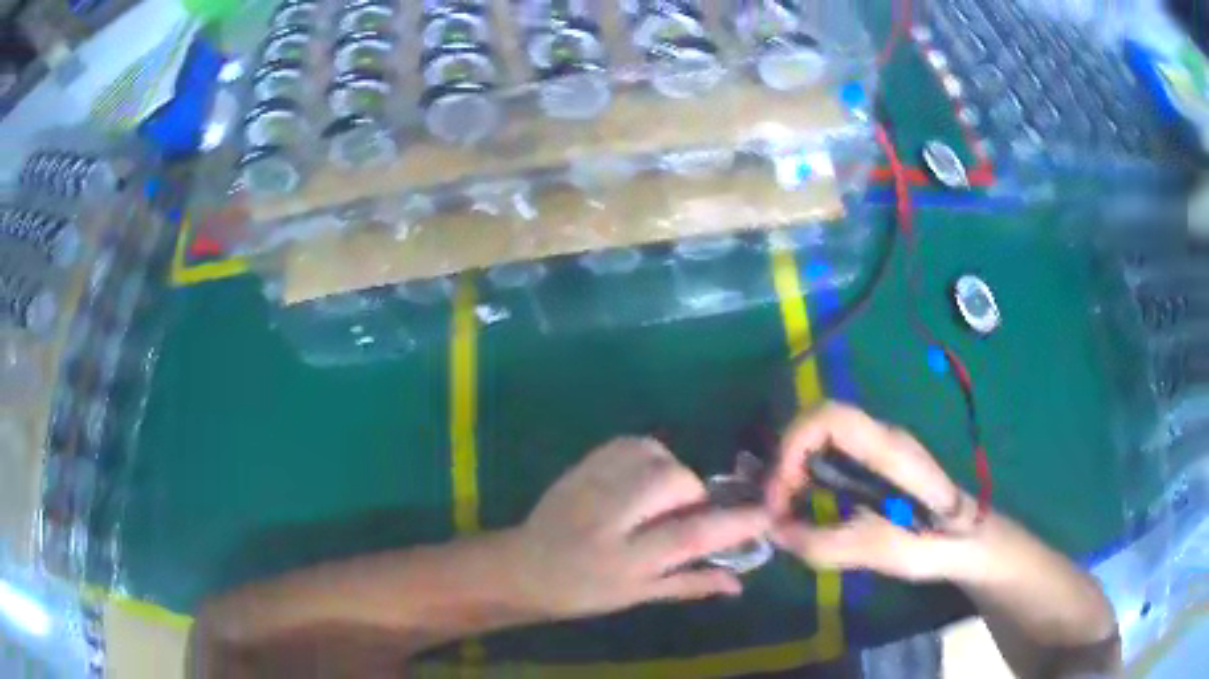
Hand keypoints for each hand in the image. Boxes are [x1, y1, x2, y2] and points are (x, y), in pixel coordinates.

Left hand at [506, 437, 769, 618]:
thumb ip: (689, 585)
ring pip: (650, 455)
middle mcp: (607, 519)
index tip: (765, 514)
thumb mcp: (635, 597)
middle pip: (670, 480)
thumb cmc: (582, 592)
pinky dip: (648, 454)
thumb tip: (739, 582)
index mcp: (624, 561)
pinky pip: (627, 442)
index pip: (689, 537)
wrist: (522, 567)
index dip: (734, 524)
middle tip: (685, 509)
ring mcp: (590, 486)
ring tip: (660, 494)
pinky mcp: (579, 466)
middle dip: (692, 490)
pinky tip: (642, 475)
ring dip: (670, 470)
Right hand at [766, 402, 980, 581]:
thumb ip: (831, 545)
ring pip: (820, 439)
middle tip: (775, 508)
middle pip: (817, 424)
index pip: (830, 417)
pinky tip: (803, 509)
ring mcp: (878, 449)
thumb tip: (775, 533)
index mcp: (889, 450)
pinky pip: (829, 456)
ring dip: (792, 470)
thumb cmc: (938, 543)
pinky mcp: (875, 465)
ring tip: (783, 512)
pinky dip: (805, 478)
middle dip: (785, 460)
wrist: (970, 540)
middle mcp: (880, 439)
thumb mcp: (886, 551)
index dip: (794, 444)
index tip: (780, 493)